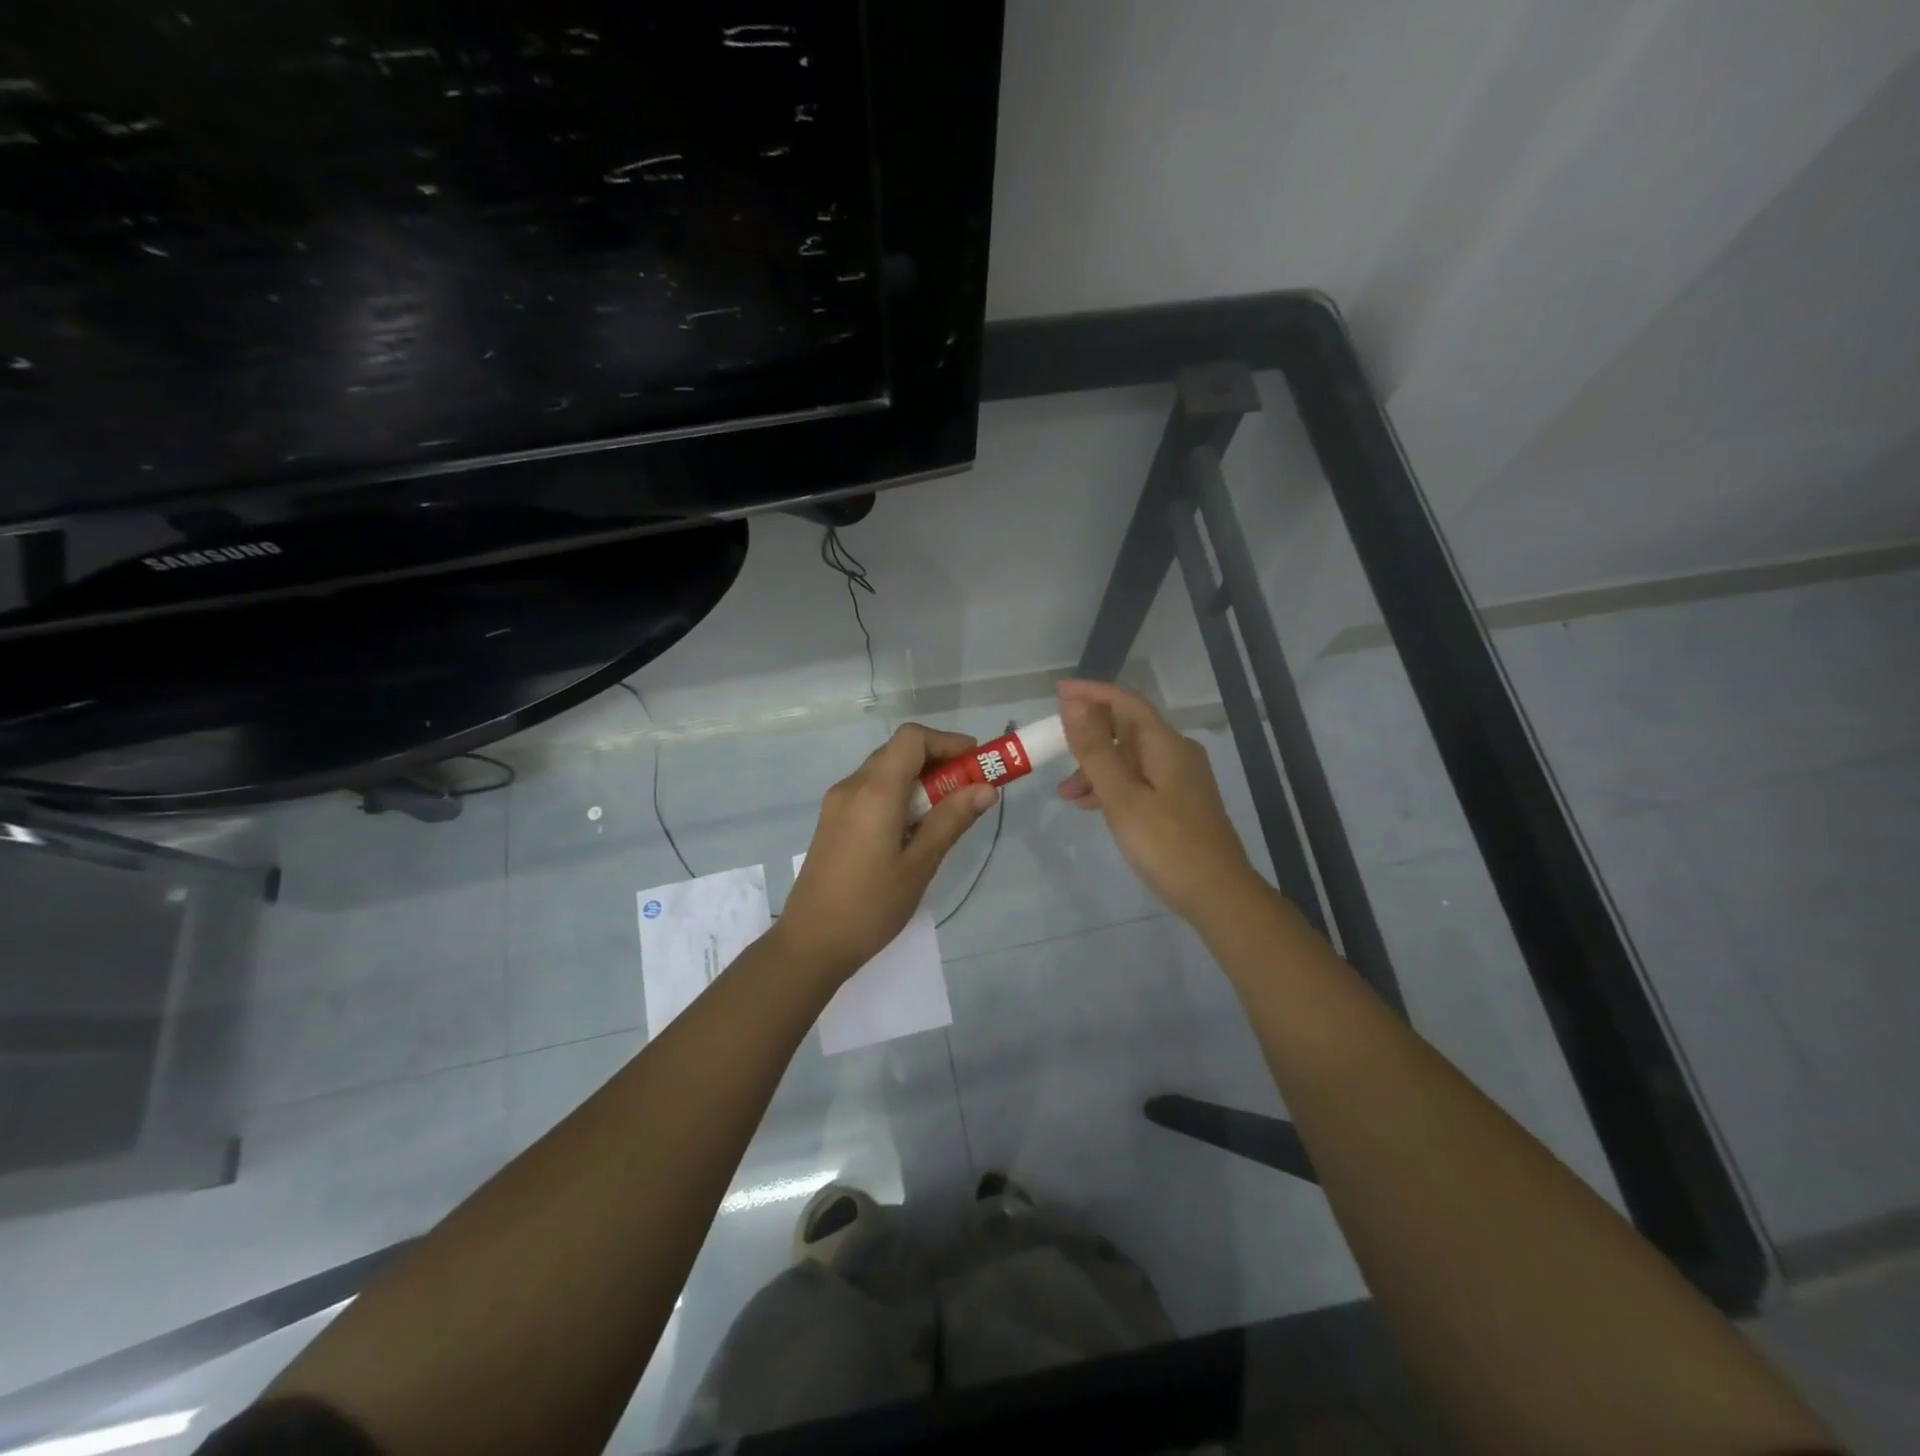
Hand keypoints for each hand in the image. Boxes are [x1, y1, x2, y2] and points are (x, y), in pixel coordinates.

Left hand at [780, 724, 996, 982]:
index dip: (947, 741)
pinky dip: (898, 795)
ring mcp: (837, 804)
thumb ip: (952, 820)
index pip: (912, 738)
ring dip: (918, 780)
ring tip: (946, 813)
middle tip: (969, 789)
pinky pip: (870, 792)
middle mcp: (851, 787)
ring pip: (884, 772)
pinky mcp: (832, 822)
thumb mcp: (919, 864)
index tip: (976, 762)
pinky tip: (913, 829)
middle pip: (898, 751)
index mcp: (874, 791)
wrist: (811, 944)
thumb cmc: (871, 905)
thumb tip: (986, 788)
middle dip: (938, 761)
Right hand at [1055, 679, 1260, 920]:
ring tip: (1065, 793)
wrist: (1218, 896)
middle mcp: (1176, 754)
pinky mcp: (1179, 803)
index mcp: (1166, 745)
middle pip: (1127, 729)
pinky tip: (1091, 806)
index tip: (1057, 692)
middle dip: (1089, 736)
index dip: (1091, 693)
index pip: (1126, 703)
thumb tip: (1072, 703)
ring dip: (1096, 767)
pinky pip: (1138, 780)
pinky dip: (1112, 786)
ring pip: (1130, 758)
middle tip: (1054, 748)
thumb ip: (1095, 750)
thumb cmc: (1167, 845)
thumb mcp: (1122, 797)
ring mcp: (1180, 779)